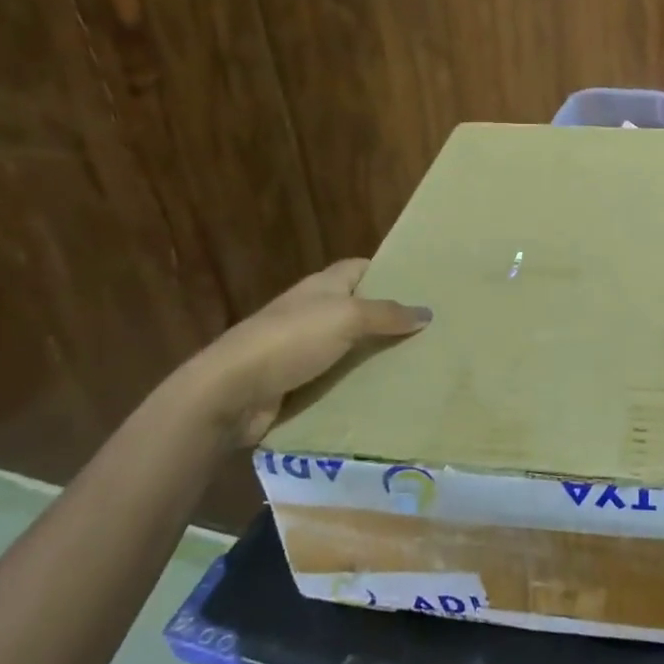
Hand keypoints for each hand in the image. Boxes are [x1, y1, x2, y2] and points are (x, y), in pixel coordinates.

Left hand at [171, 258, 429, 444]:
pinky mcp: (296, 382)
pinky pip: (335, 380)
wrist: (232, 390)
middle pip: (358, 309)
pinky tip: (385, 395)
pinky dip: (356, 386)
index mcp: (322, 286)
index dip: (389, 272)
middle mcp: (312, 312)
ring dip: (374, 357)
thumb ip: (387, 314)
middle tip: (431, 332)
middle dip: (389, 319)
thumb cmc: (291, 340)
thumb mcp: (347, 317)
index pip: (361, 268)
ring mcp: (302, 348)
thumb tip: (427, 311)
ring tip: (418, 365)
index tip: (422, 286)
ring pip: (349, 348)